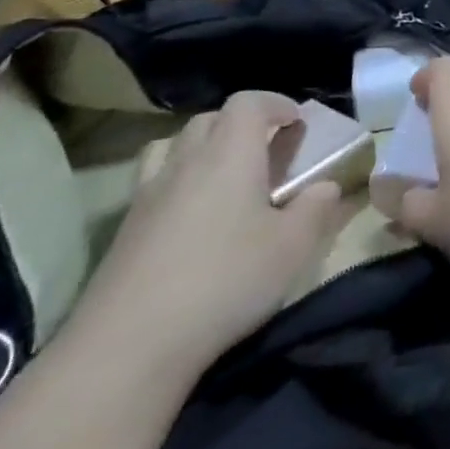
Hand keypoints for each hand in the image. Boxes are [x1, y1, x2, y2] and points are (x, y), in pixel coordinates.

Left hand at [68, 91, 345, 373]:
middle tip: (265, 152)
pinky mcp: (123, 230)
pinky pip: (153, 182)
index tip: (297, 123)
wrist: (126, 347)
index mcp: (230, 153)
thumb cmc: (224, 282)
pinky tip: (189, 219)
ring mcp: (148, 194)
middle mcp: (186, 160)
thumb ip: (316, 209)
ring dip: (202, 148)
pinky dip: (175, 182)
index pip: (249, 102)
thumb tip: (326, 187)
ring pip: (174, 146)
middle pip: (211, 119)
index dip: (276, 104)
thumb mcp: (291, 248)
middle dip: (241, 124)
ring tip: (223, 177)